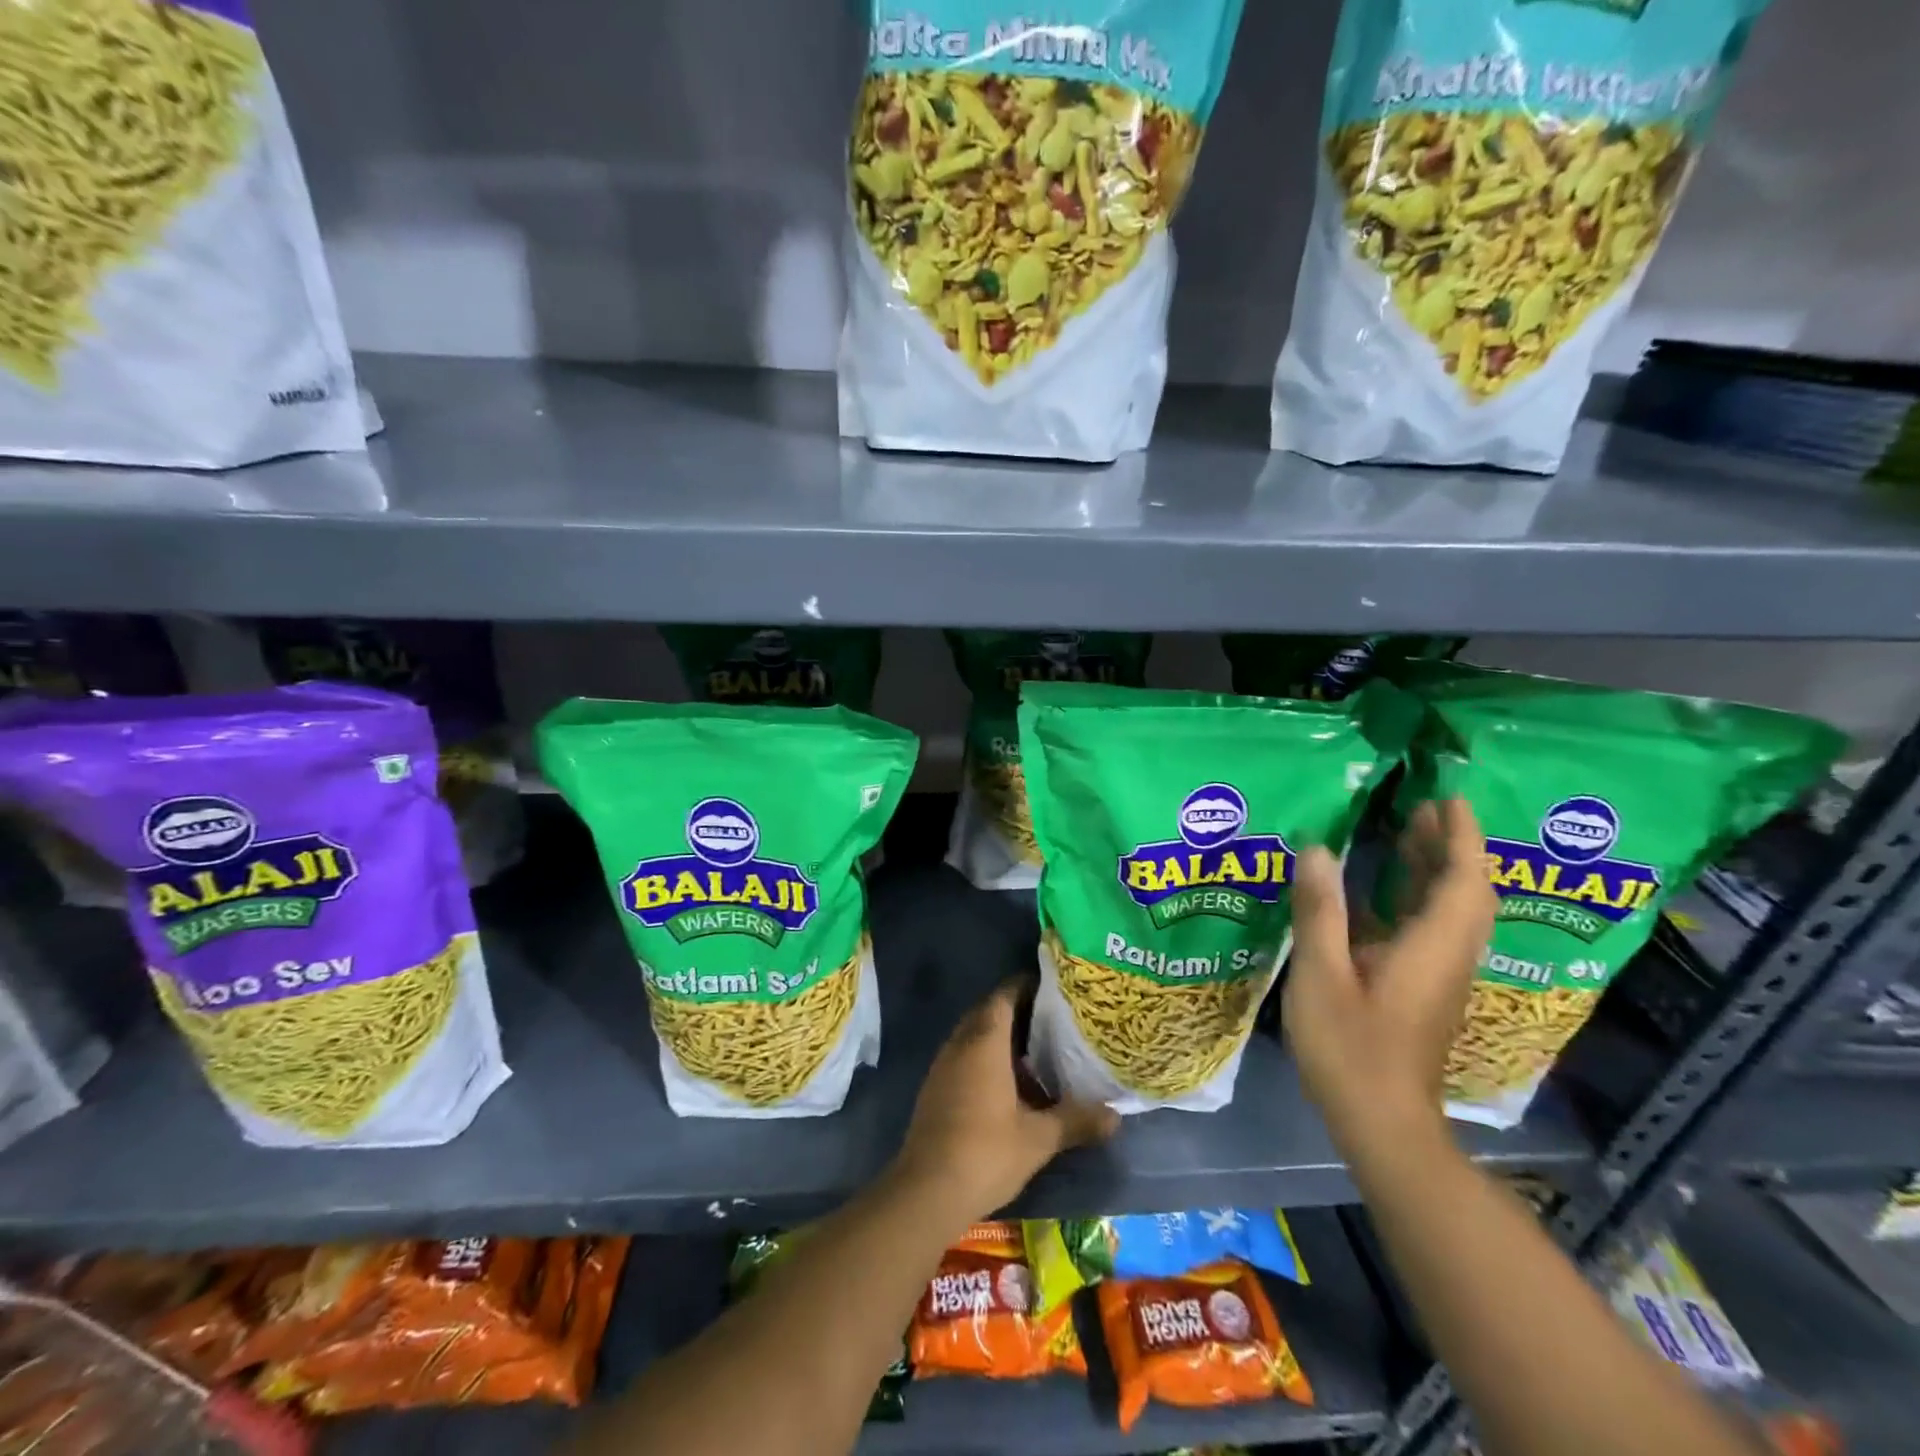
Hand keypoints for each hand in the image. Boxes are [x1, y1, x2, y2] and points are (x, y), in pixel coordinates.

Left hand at [892, 982, 1118, 1225]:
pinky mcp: (936, 1088)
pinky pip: (965, 1058)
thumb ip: (1076, 1121)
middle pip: (989, 1012)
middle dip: (1018, 1012)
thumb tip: (1115, 1115)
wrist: (926, 1191)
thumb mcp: (1038, 1139)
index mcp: (984, 1042)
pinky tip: (1010, 1085)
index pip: (1005, 995)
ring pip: (975, 1036)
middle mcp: (960, 1043)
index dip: (1028, 986)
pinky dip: (987, 1059)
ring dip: (1002, 1038)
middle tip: (1053, 1020)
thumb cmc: (985, 1152)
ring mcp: (944, 1066)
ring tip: (1038, 1052)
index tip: (1055, 989)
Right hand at [1282, 799, 1494, 1158]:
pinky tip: (1377, 891)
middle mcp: (1446, 957)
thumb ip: (1320, 910)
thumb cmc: (1351, 1048)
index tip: (1448, 798)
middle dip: (1450, 846)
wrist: (1382, 1124)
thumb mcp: (1321, 974)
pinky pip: (1428, 929)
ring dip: (1435, 869)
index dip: (1461, 837)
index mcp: (1432, 948)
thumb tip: (1315, 849)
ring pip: (1449, 912)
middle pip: (1464, 892)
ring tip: (1405, 832)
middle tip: (1420, 806)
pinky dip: (1414, 898)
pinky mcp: (1421, 990)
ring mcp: (1436, 976)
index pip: (1462, 881)